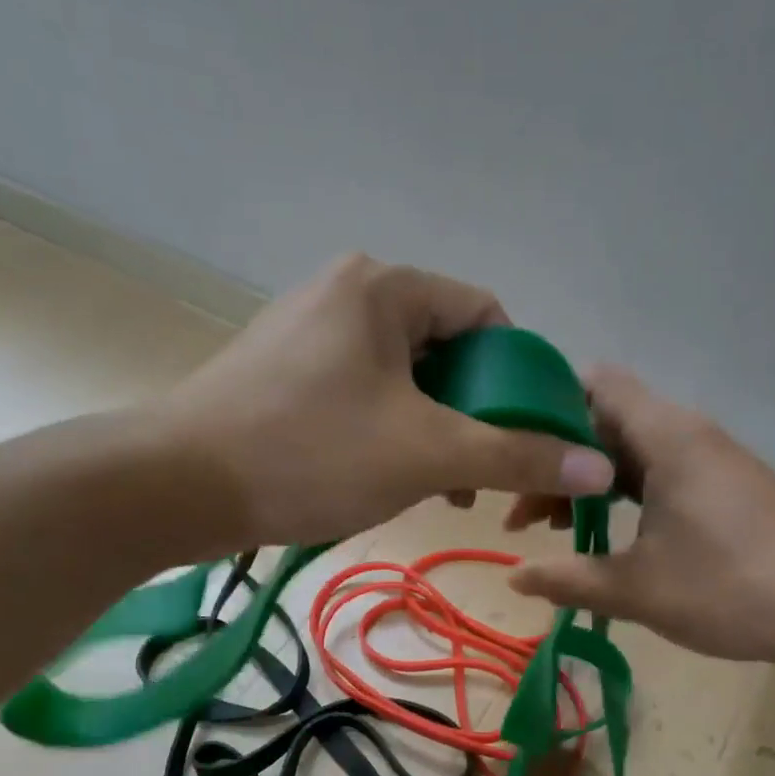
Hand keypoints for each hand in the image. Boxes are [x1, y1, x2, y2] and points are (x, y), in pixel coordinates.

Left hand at [154, 254, 613, 549]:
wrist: (176, 487)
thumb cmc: (310, 455)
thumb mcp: (428, 454)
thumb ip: (517, 456)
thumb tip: (599, 466)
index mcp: (384, 289)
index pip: (486, 315)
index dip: (518, 377)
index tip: (525, 435)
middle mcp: (346, 293)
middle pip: (445, 347)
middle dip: (474, 412)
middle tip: (482, 472)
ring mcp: (308, 331)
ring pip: (404, 376)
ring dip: (434, 427)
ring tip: (441, 486)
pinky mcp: (282, 370)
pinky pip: (361, 391)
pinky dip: (390, 429)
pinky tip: (388, 475)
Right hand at [507, 369, 774, 667]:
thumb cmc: (734, 587)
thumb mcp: (638, 589)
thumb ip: (568, 578)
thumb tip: (513, 578)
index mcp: (665, 435)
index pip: (594, 383)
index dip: (546, 407)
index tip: (512, 452)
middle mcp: (686, 432)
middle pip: (605, 421)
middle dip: (558, 460)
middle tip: (521, 514)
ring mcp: (708, 458)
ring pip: (630, 452)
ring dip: (589, 483)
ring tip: (552, 529)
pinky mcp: (722, 485)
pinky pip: (657, 473)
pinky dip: (622, 496)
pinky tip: (605, 537)